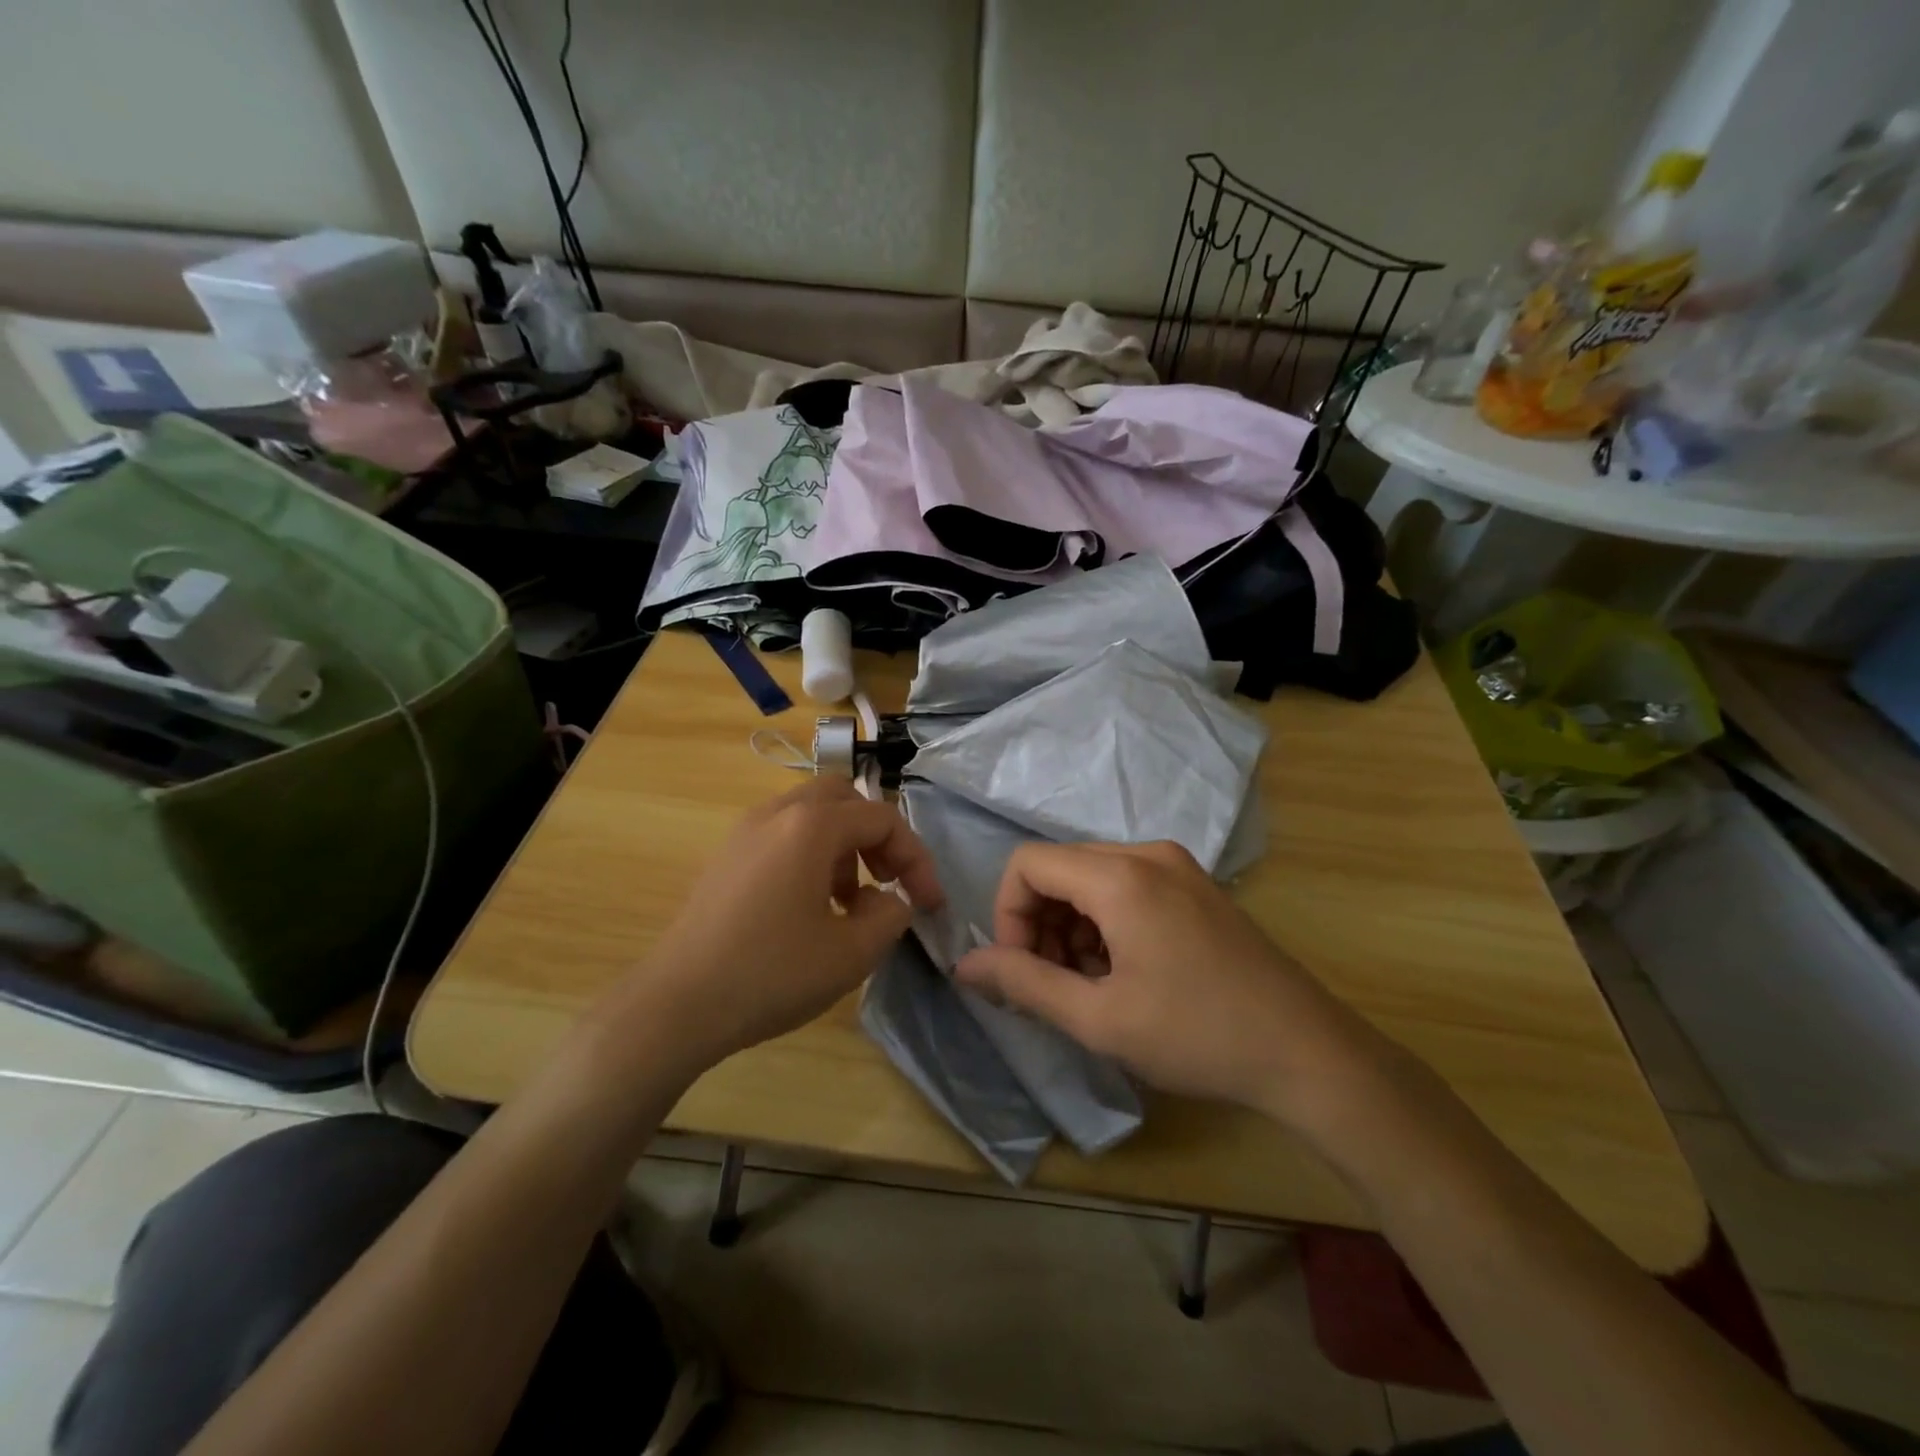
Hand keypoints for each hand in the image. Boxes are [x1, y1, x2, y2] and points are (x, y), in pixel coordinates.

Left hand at [616, 779, 943, 1075]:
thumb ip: (891, 916)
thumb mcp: (852, 953)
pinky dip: (811, 856)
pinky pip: (783, 836)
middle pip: (845, 799)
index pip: (883, 819)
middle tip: (888, 881)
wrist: (675, 1005)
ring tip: (850, 903)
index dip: (916, 859)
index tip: (929, 904)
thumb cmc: (770, 974)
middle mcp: (777, 814)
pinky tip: (809, 909)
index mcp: (811, 826)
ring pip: (812, 816)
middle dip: (877, 837)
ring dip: (844, 847)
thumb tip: (892, 900)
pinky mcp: (726, 857)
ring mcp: (745, 832)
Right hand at [955, 841, 1378, 1120]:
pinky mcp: (1196, 887)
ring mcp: (1178, 867)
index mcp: (1120, 876)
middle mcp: (1147, 854)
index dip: (1007, 914)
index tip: (1021, 970)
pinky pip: (1127, 888)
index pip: (1028, 863)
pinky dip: (1106, 924)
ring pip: (1092, 879)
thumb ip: (1023, 984)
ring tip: (1091, 987)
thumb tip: (965, 966)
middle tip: (1055, 986)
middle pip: (1060, 868)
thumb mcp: (1099, 1018)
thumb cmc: (1197, 1035)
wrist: (1308, 1052)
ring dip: (1072, 928)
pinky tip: (1124, 975)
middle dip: (1040, 924)